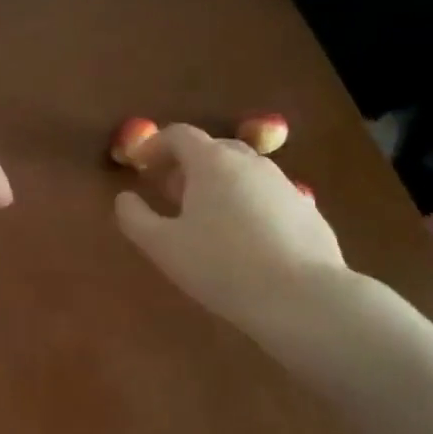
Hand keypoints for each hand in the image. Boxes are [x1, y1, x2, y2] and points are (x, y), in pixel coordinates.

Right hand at [114, 123, 344, 326]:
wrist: (304, 299)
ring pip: (242, 171)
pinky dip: (246, 202)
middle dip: (186, 164)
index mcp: (212, 162)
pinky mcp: (307, 210)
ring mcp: (284, 184)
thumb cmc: (222, 266)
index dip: (154, 145)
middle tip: (169, 192)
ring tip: (205, 217)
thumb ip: (135, 218)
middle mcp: (250, 162)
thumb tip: (124, 198)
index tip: (140, 166)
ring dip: (218, 183)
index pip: (179, 134)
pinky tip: (244, 238)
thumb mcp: (163, 246)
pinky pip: (266, 195)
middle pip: (212, 148)